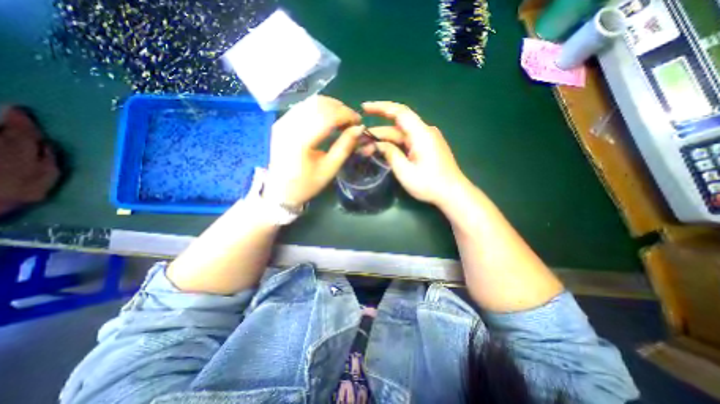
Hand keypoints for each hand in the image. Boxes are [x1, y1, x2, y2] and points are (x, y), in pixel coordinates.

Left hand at [263, 94, 362, 203]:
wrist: (280, 191)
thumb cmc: (307, 184)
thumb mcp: (329, 169)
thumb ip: (345, 146)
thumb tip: (360, 129)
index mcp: (301, 140)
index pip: (328, 116)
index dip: (347, 115)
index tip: (359, 122)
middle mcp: (289, 125)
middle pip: (319, 104)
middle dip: (340, 108)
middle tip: (351, 121)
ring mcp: (283, 122)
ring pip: (311, 102)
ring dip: (330, 107)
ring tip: (341, 120)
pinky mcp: (281, 122)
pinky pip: (303, 107)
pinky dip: (319, 109)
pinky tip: (327, 119)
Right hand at [360, 101, 466, 207]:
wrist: (453, 193)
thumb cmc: (429, 184)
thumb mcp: (405, 171)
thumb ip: (391, 154)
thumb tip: (378, 144)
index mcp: (421, 133)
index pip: (399, 112)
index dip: (380, 107)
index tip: (364, 108)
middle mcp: (424, 131)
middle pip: (398, 125)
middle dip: (378, 131)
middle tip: (360, 139)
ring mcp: (427, 139)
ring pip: (401, 135)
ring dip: (385, 140)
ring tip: (368, 147)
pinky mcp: (427, 147)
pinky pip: (408, 141)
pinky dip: (395, 145)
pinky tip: (383, 151)